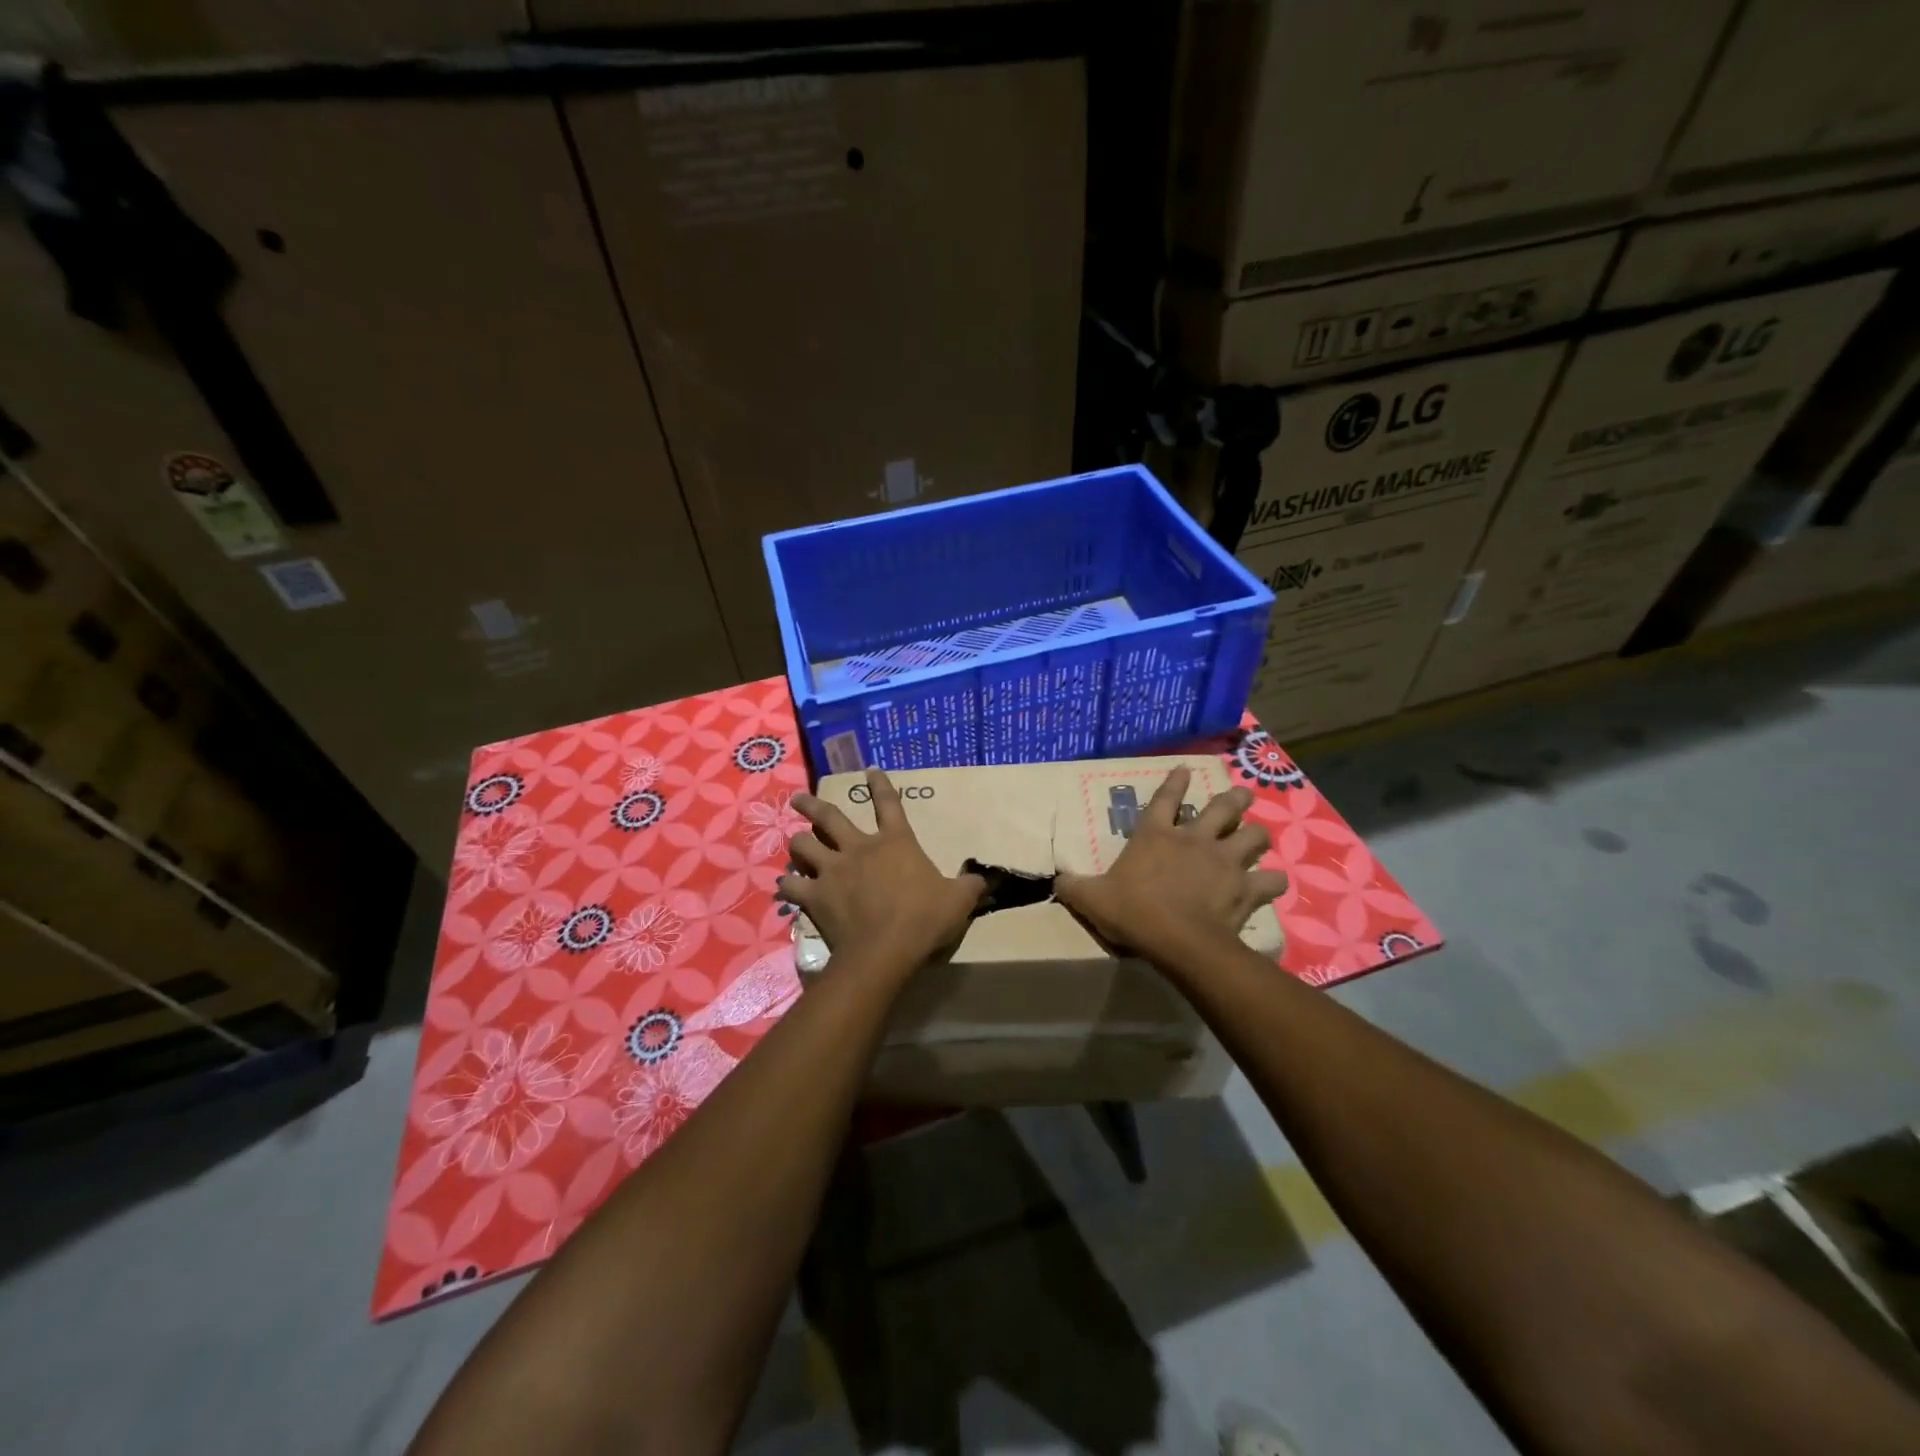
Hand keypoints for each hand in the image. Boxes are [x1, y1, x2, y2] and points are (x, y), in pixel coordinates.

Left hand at [780, 769, 985, 969]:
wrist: (885, 951)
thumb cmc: (924, 919)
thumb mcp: (959, 901)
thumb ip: (969, 886)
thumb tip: (985, 879)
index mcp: (895, 842)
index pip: (889, 803)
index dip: (880, 785)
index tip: (870, 770)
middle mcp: (859, 848)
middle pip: (828, 816)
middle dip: (812, 804)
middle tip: (798, 798)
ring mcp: (833, 871)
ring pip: (803, 846)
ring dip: (798, 844)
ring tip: (796, 845)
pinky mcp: (815, 896)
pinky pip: (792, 885)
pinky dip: (788, 884)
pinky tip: (787, 885)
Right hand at [1055, 766, 1286, 963]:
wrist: (1178, 940)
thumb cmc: (1133, 912)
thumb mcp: (1091, 899)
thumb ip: (1074, 887)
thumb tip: (1056, 881)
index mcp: (1156, 836)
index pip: (1165, 799)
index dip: (1175, 782)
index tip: (1186, 768)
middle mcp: (1194, 840)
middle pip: (1223, 808)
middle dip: (1235, 800)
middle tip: (1242, 796)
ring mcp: (1224, 862)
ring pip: (1254, 836)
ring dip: (1258, 835)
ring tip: (1259, 836)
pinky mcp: (1246, 888)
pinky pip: (1271, 880)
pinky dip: (1274, 881)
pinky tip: (1273, 883)